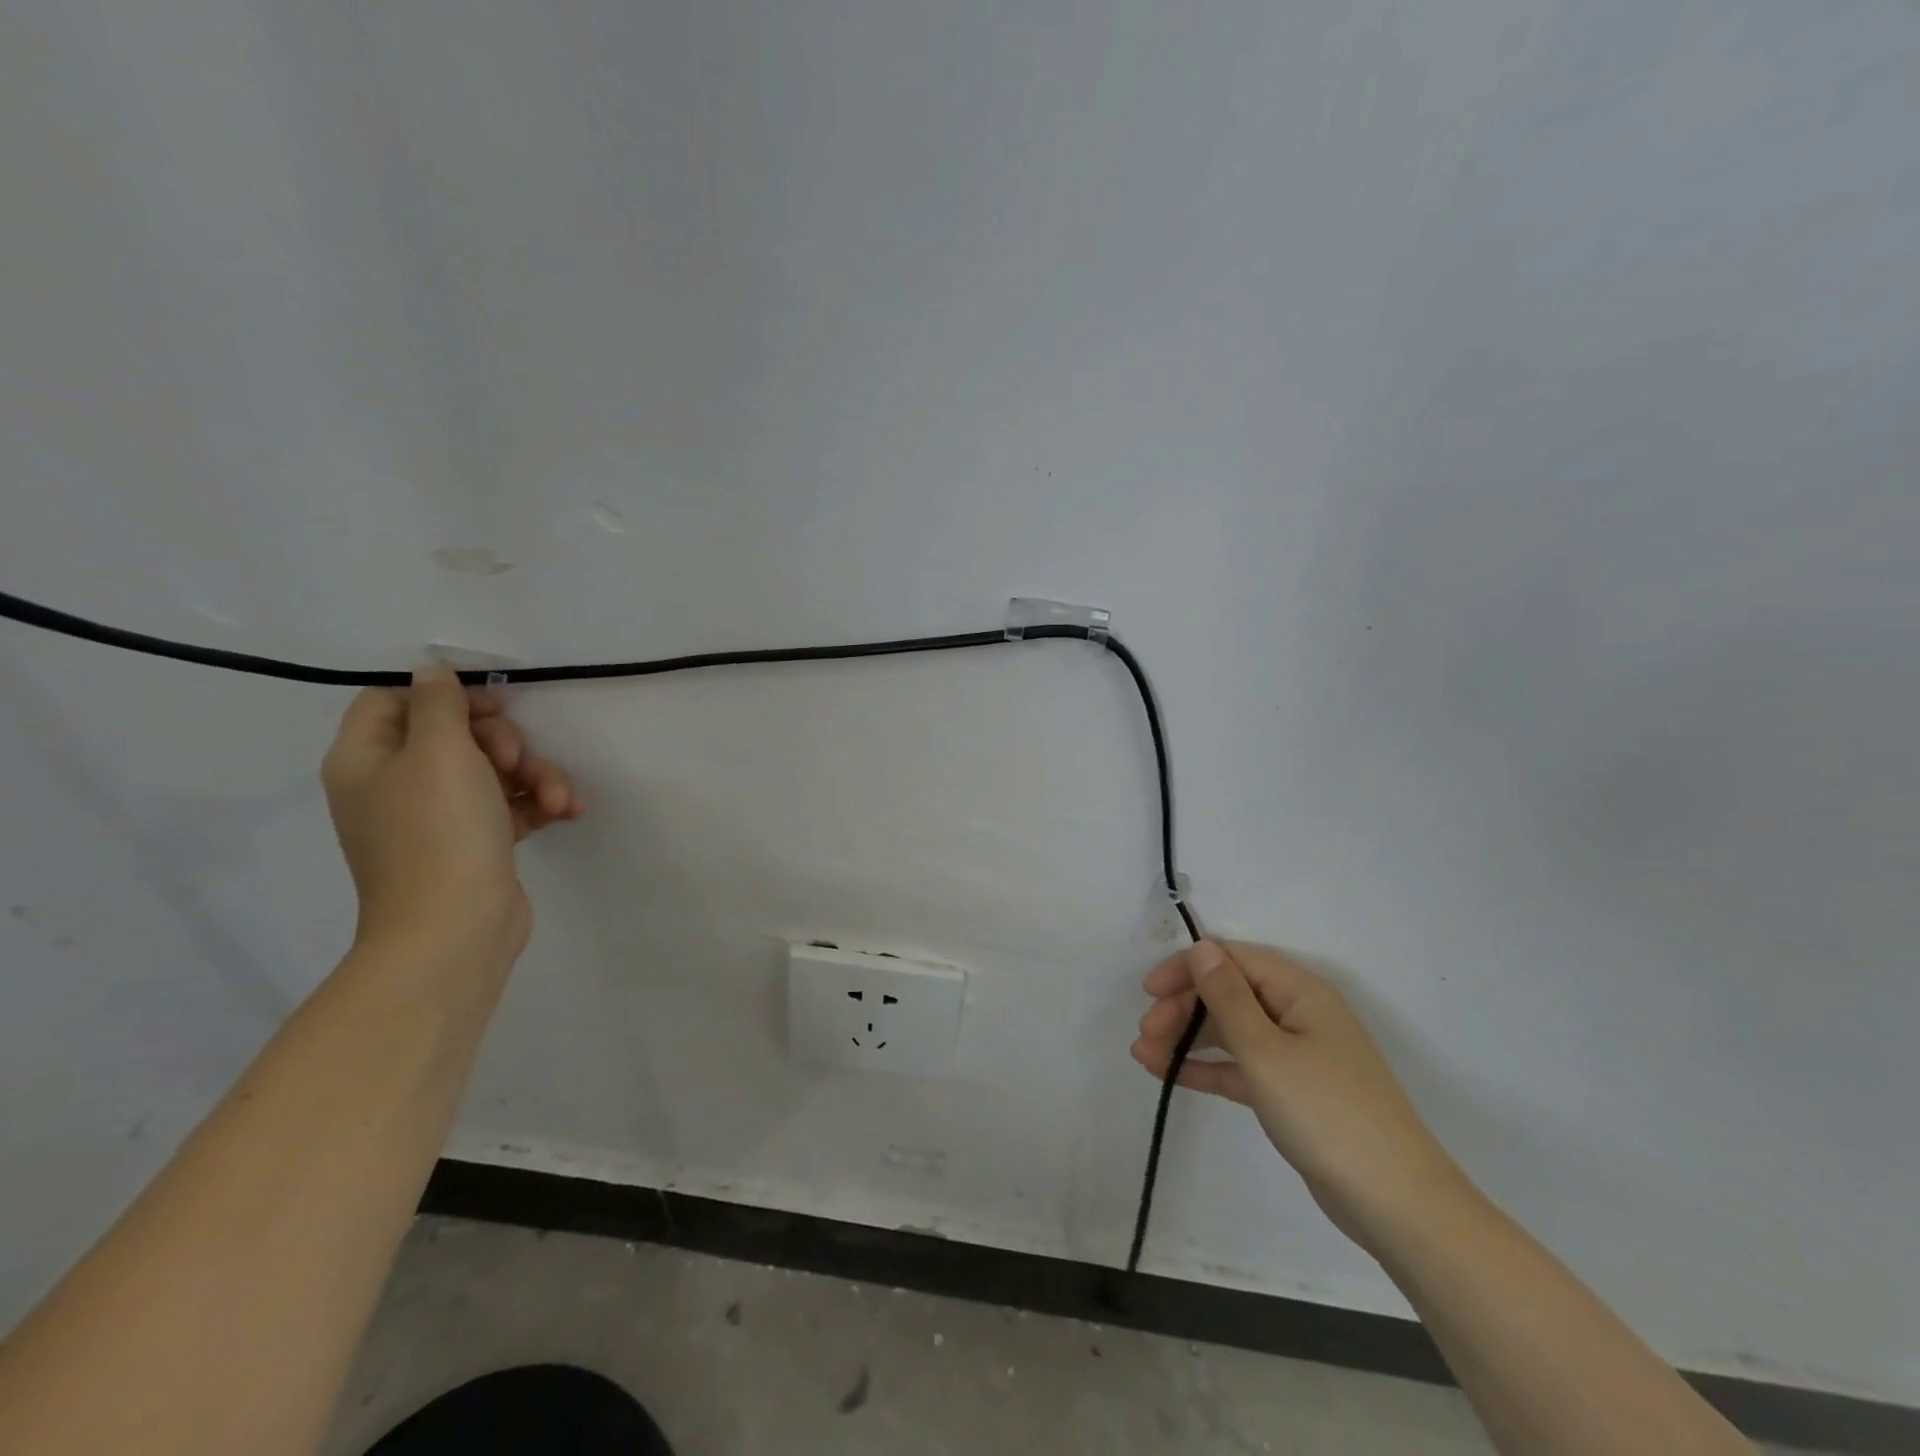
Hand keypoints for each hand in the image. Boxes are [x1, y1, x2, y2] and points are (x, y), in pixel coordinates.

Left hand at [320, 668, 584, 958]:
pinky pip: (509, 805)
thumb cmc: (440, 831)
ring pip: (492, 771)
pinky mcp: (475, 842)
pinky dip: (538, 803)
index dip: (444, 695)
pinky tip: (568, 810)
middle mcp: (395, 785)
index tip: (490, 705)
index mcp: (367, 759)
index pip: (393, 701)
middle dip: (504, 741)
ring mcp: (437, 817)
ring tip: (559, 796)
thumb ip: (438, 704)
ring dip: (535, 775)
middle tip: (518, 757)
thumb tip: (432, 671)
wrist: (455, 928)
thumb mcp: (440, 753)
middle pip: (454, 735)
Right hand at [1133, 940, 1464, 1248]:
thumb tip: (1202, 948)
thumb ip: (1227, 997)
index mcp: (1298, 992)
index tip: (1148, 993)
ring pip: (1229, 1032)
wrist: (1395, 1204)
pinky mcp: (1291, 1092)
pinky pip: (1239, 1067)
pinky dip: (1206, 1068)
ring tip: (1144, 1057)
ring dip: (1186, 1039)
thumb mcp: (1266, 1051)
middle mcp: (1297, 1013)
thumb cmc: (1327, 1113)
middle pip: (1227, 995)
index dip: (1187, 969)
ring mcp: (1295, 1054)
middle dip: (1181, 1009)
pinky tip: (1169, 1075)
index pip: (1232, 960)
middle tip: (1144, 1036)